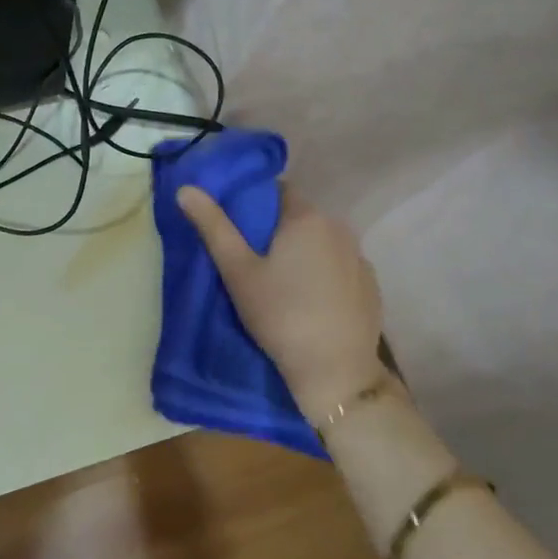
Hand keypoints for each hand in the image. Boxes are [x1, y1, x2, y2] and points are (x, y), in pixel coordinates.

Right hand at [177, 183, 386, 419]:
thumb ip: (213, 227)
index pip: (279, 191)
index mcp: (306, 218)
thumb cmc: (279, 315)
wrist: (334, 369)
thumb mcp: (237, 271)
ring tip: (281, 285)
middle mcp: (339, 227)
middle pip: (301, 218)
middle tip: (253, 263)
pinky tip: (310, 302)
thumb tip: (186, 189)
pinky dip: (324, 275)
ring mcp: (360, 257)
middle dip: (278, 232)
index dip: (256, 205)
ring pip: (322, 243)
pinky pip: (340, 267)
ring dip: (303, 253)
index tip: (239, 231)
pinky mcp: (370, 285)